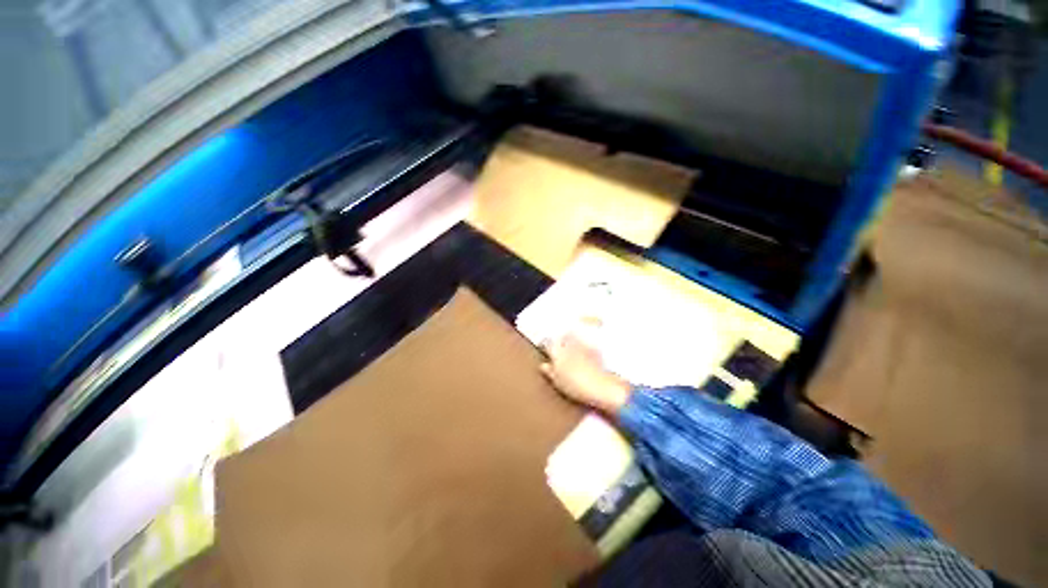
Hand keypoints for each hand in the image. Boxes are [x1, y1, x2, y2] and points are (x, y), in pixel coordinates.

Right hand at [539, 334, 630, 414]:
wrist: (600, 387)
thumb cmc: (574, 386)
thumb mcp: (557, 381)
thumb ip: (549, 371)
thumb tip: (544, 365)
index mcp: (557, 350)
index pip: (547, 342)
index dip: (545, 344)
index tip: (544, 348)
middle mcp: (569, 343)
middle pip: (562, 336)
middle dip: (560, 340)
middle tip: (558, 348)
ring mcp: (583, 345)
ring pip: (575, 338)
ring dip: (572, 341)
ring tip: (571, 351)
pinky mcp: (595, 349)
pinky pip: (586, 344)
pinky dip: (584, 347)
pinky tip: (584, 356)